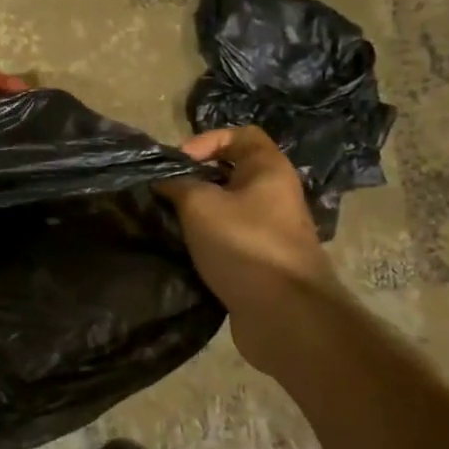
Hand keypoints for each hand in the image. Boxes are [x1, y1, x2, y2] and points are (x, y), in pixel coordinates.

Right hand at [159, 126, 334, 311]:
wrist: (285, 314)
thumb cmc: (243, 245)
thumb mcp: (199, 204)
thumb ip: (177, 184)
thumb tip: (164, 181)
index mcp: (269, 170)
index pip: (241, 134)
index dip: (206, 140)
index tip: (178, 163)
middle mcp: (276, 194)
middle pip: (232, 172)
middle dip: (196, 178)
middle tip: (167, 192)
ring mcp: (272, 229)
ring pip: (229, 207)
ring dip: (199, 212)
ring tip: (171, 221)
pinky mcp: (263, 260)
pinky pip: (230, 237)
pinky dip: (208, 239)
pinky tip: (186, 248)